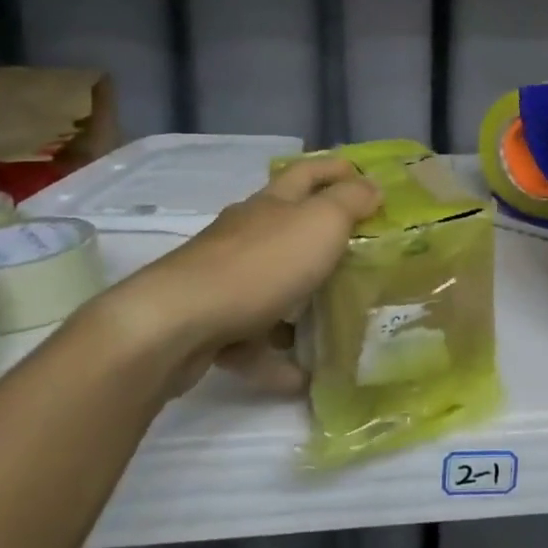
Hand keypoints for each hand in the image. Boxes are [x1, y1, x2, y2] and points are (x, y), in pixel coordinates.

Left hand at [91, 156, 380, 394]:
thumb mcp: (321, 223)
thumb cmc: (260, 265)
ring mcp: (223, 280)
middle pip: (288, 229)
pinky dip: (276, 356)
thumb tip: (370, 187)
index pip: (309, 173)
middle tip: (361, 256)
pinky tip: (299, 377)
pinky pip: (252, 338)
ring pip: (271, 286)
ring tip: (334, 324)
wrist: (176, 325)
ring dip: (299, 303)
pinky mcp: (209, 323)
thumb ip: (349, 203)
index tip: (367, 179)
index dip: (337, 170)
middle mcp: (245, 234)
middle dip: (322, 240)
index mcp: (272, 204)